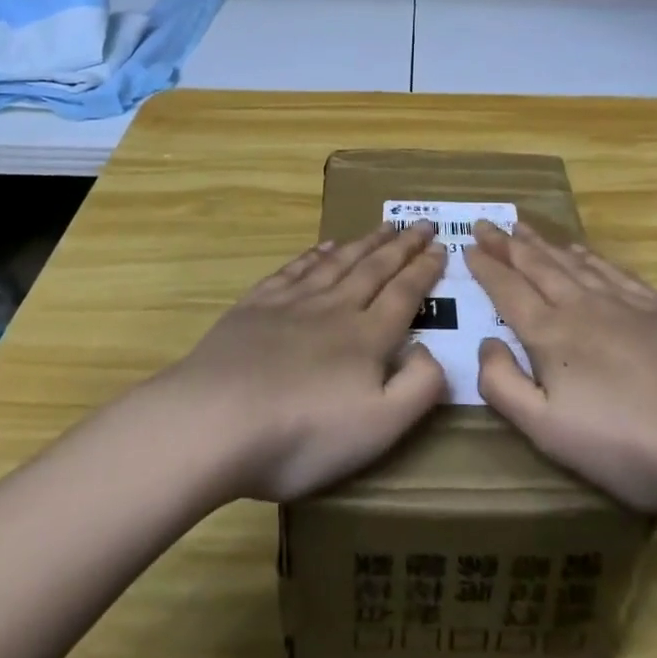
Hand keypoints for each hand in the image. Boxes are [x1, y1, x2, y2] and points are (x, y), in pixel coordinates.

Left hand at [159, 223, 447, 501]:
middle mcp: (335, 308)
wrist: (215, 420)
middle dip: (402, 245)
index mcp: (367, 337)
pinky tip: (324, 246)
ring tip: (384, 226)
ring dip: (365, 242)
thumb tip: (432, 351)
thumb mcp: (378, 427)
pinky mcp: (256, 306)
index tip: (442, 246)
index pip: (404, 293)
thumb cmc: (302, 434)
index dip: (425, 269)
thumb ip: (418, 388)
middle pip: (375, 268)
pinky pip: (295, 269)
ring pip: (339, 262)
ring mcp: (293, 302)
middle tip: (421, 223)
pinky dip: (314, 253)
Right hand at [467, 221, 656, 518]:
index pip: (508, 289)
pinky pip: (611, 269)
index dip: (486, 267)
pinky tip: (582, 250)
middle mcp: (581, 304)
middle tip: (487, 223)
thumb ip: (505, 386)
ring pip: (572, 260)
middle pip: (537, 264)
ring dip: (544, 242)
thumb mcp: (549, 431)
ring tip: (524, 227)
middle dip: (508, 244)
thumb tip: (486, 345)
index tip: (468, 246)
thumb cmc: (627, 445)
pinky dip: (589, 255)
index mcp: (551, 333)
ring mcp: (623, 302)